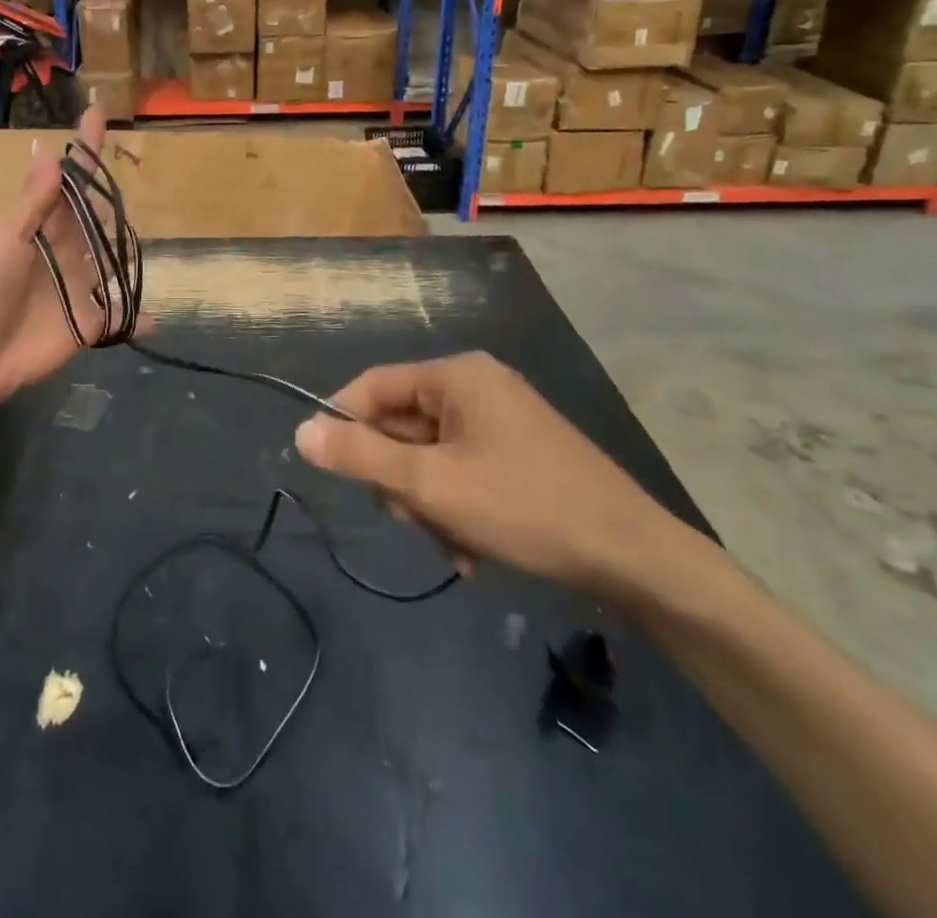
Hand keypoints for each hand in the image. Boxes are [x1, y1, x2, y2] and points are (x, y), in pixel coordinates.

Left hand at [0, 107, 141, 408]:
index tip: (97, 110)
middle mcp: (63, 248)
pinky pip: (119, 313)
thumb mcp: (1, 237)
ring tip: (145, 239)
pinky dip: (138, 314)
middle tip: (127, 187)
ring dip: (128, 249)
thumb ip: (33, 201)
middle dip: (111, 201)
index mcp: (39, 222)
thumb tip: (51, 150)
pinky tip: (157, 316)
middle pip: (97, 215)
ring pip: (112, 258)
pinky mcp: (88, 322)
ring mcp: (78, 284)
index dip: (84, 148)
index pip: (69, 179)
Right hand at [293, 353, 689, 600]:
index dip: (344, 425)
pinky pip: (462, 473)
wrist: (636, 559)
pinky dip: (458, 509)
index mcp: (456, 376)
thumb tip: (301, 433)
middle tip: (416, 519)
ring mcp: (501, 421)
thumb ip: (361, 457)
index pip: (373, 386)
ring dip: (430, 504)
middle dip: (401, 480)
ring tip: (455, 544)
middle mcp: (477, 387)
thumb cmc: (525, 508)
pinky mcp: (519, 454)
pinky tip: (475, 551)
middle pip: (402, 426)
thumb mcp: (431, 485)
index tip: (332, 472)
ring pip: (430, 458)